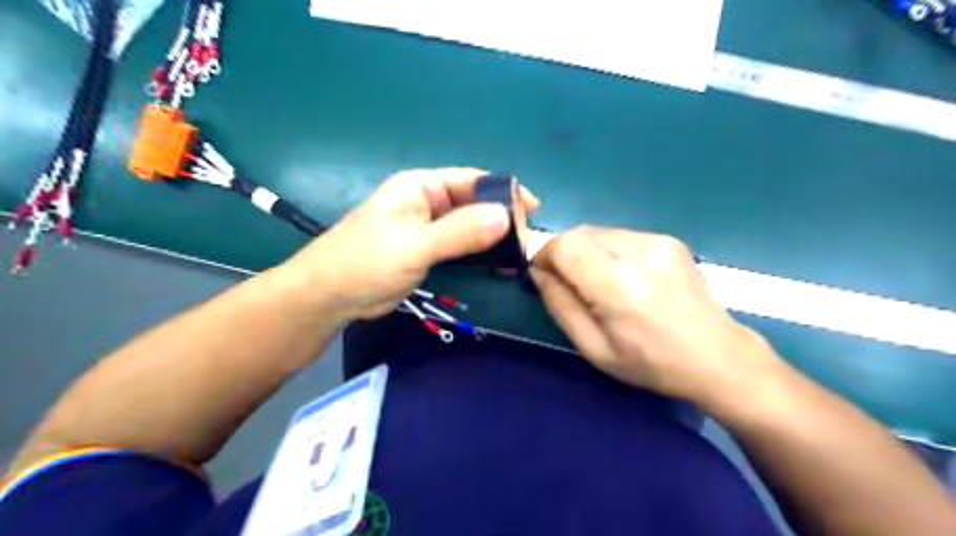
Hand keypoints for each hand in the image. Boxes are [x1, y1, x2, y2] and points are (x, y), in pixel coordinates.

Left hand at [282, 168, 540, 319]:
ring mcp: (429, 228)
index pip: (473, 180)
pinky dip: (480, 254)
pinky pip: (462, 247)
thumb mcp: (414, 245)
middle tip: (526, 241)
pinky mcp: (428, 251)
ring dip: (493, 238)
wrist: (330, 296)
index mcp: (422, 186)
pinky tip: (499, 265)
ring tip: (519, 254)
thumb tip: (506, 216)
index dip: (504, 191)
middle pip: (475, 203)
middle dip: (502, 218)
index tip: (532, 211)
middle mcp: (428, 201)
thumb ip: (459, 231)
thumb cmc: (365, 262)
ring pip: (470, 226)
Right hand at [531, 226, 782, 409]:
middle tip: (569, 283)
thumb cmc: (650, 362)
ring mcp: (658, 242)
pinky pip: (620, 236)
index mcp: (620, 287)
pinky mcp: (669, 239)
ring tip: (599, 282)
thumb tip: (538, 273)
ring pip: (598, 232)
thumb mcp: (594, 348)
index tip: (543, 275)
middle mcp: (640, 253)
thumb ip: (560, 305)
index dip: (545, 255)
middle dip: (564, 253)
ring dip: (586, 252)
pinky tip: (624, 277)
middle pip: (580, 233)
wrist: (717, 356)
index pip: (566, 246)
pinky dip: (608, 251)